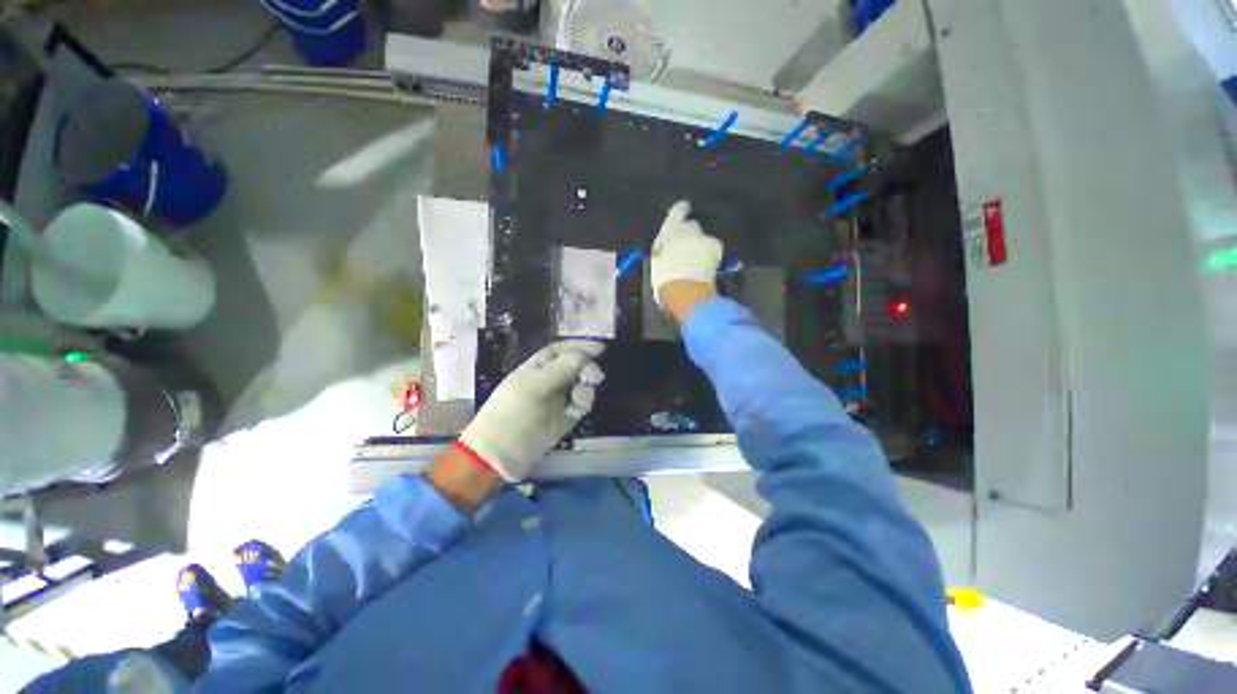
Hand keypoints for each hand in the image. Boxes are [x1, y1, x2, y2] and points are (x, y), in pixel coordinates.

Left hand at [457, 340, 604, 480]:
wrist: (501, 454)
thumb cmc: (512, 413)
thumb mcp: (533, 386)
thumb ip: (560, 368)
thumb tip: (583, 354)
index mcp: (536, 368)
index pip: (560, 350)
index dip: (578, 347)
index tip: (599, 348)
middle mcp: (548, 380)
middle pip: (574, 366)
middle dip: (586, 367)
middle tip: (595, 376)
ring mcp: (558, 399)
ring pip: (581, 384)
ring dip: (586, 386)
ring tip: (581, 396)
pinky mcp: (566, 417)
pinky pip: (581, 404)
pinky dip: (584, 401)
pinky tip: (579, 406)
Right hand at [651, 201, 723, 308]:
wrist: (685, 291)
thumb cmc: (664, 279)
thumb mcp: (656, 262)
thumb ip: (662, 250)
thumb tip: (665, 248)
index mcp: (670, 230)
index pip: (678, 211)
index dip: (681, 211)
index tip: (684, 211)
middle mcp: (689, 228)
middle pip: (692, 226)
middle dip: (690, 235)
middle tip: (686, 250)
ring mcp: (705, 237)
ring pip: (703, 239)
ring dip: (700, 246)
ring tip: (696, 263)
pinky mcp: (717, 247)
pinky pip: (713, 248)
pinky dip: (710, 256)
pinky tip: (706, 268)